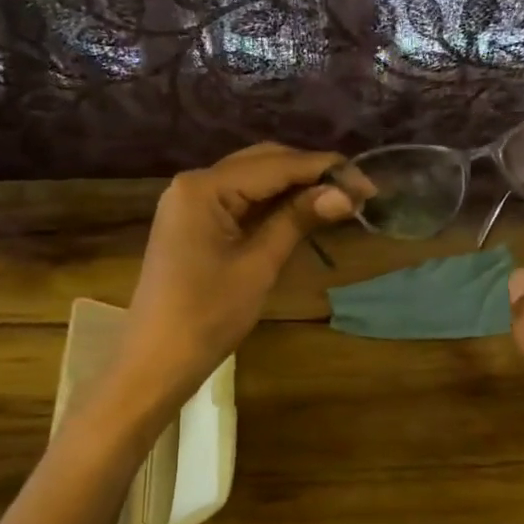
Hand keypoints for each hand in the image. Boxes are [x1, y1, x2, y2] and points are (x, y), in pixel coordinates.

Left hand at [116, 143, 358, 404]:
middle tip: (356, 191)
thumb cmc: (207, 316)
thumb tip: (345, 194)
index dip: (324, 169)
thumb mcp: (258, 265)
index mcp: (204, 187)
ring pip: (252, 179)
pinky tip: (303, 209)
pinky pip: (239, 200)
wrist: (155, 361)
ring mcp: (190, 202)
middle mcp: (194, 183)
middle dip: (310, 173)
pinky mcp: (193, 222)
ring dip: (294, 186)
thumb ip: (297, 220)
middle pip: (262, 162)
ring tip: (338, 198)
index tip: (367, 181)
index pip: (275, 164)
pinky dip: (272, 202)